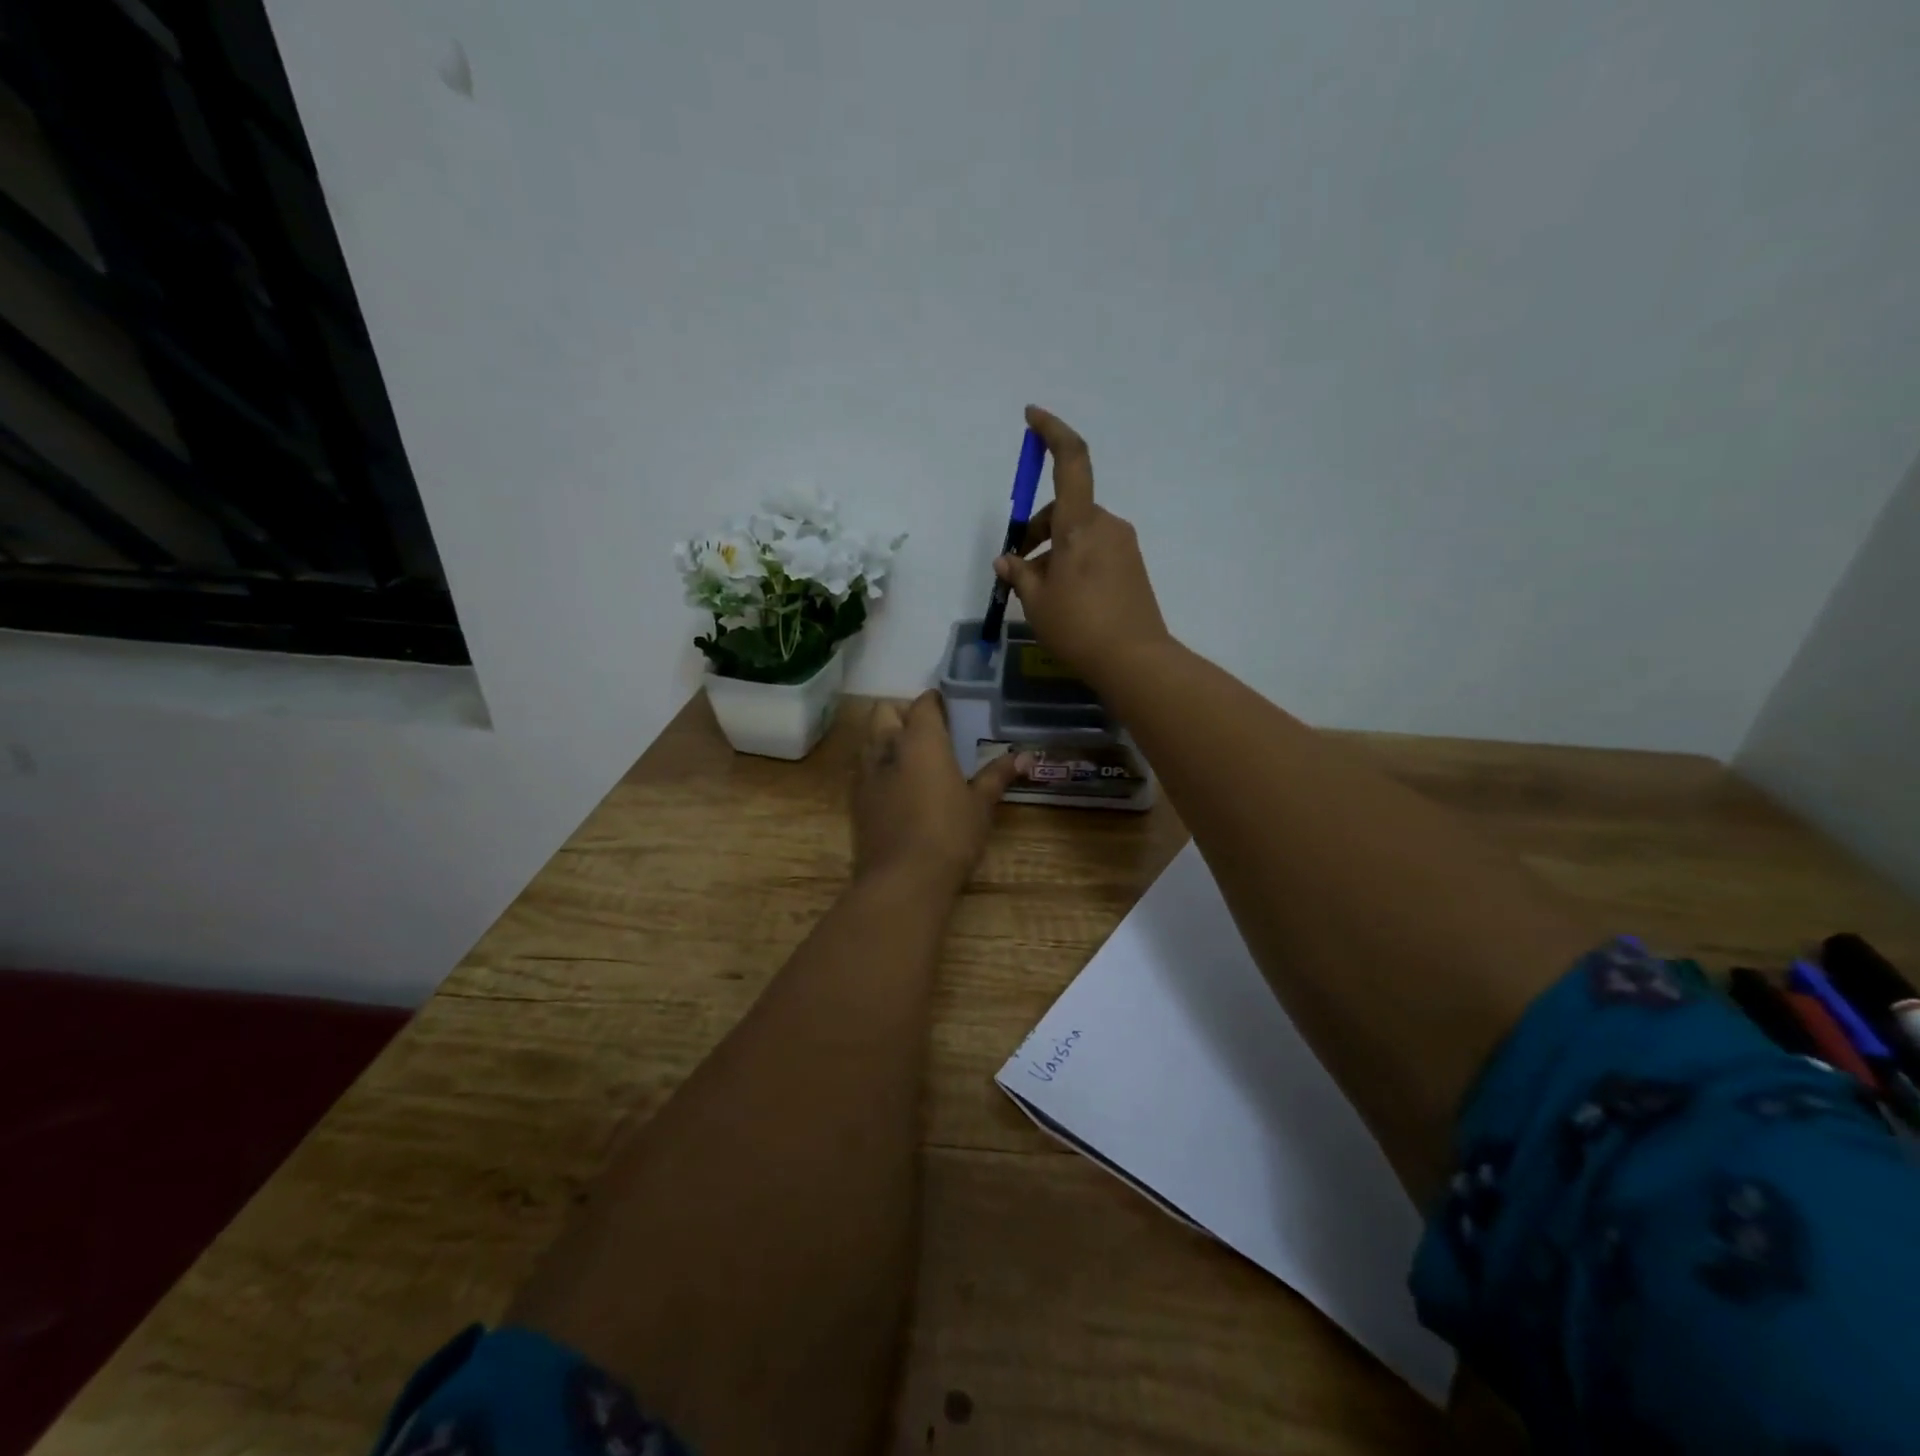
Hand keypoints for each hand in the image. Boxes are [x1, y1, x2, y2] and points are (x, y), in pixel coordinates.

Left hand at [852, 691, 1025, 891]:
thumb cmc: (949, 835)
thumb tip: (1025, 756)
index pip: (924, 703)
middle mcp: (887, 746)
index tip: (951, 709)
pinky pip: (864, 767)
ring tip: (912, 757)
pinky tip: (897, 785)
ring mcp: (866, 773)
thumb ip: (997, 776)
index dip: (936, 701)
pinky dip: (878, 765)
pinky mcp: (855, 799)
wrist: (902, 880)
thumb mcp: (980, 805)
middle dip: (904, 713)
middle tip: (929, 732)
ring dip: (886, 736)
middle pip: (885, 711)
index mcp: (921, 740)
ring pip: (869, 737)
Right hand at [995, 406, 1171, 688]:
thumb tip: (1008, 561)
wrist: (1135, 661)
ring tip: (1039, 594)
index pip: (1071, 461)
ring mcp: (1123, 545)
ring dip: (1055, 551)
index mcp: (1080, 525)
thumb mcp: (1036, 602)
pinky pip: (1095, 551)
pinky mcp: (1132, 566)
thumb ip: (1019, 574)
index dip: (1052, 432)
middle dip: (1037, 531)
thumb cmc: (1078, 627)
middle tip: (1018, 569)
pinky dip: (1074, 562)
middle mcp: (1106, 525)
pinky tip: (1065, 598)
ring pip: (1079, 534)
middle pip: (1065, 510)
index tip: (1032, 416)